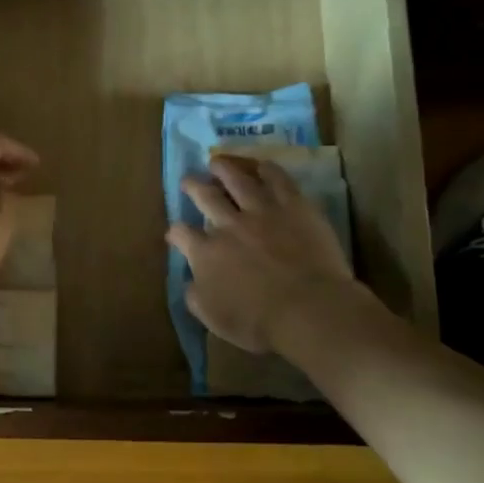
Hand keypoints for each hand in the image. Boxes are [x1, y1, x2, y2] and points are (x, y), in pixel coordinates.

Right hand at [166, 155, 364, 355]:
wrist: (308, 309)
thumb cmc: (258, 322)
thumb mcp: (214, 318)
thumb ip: (196, 296)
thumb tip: (191, 282)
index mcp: (205, 253)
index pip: (182, 234)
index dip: (176, 232)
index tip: (175, 233)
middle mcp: (227, 225)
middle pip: (204, 196)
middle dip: (193, 186)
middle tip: (189, 179)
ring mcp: (261, 211)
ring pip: (237, 180)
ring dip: (224, 168)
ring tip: (217, 161)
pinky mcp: (293, 206)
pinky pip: (278, 180)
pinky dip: (267, 170)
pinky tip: (261, 165)